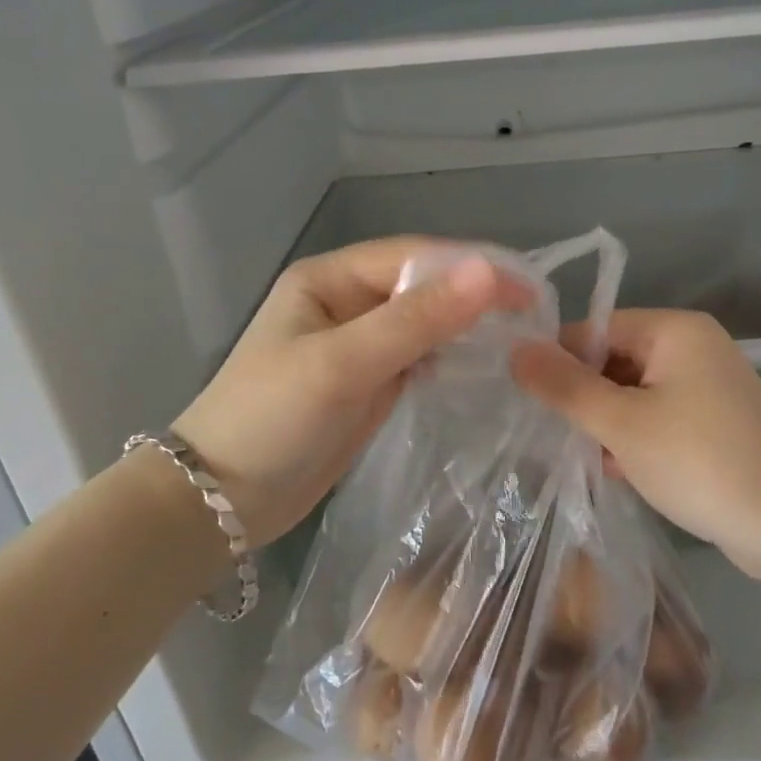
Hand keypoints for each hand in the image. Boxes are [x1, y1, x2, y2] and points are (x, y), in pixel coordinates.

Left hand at [173, 239, 528, 547]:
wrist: (221, 502)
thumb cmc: (271, 420)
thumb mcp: (342, 364)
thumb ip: (416, 320)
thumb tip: (488, 272)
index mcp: (331, 277)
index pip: (415, 257)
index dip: (473, 267)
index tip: (531, 289)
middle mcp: (348, 301)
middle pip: (425, 286)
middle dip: (477, 297)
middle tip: (538, 317)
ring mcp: (360, 344)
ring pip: (428, 322)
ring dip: (470, 328)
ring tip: (525, 340)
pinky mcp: (371, 382)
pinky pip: (422, 357)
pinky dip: (454, 359)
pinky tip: (487, 367)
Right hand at [511, 310, 760, 557]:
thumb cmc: (699, 461)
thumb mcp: (621, 423)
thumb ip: (565, 386)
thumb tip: (516, 351)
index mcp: (675, 329)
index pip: (596, 328)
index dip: (560, 361)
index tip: (530, 400)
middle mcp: (695, 346)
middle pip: (616, 359)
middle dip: (584, 397)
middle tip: (553, 435)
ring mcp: (709, 385)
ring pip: (635, 392)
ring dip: (607, 422)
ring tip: (580, 457)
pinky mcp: (716, 422)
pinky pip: (660, 416)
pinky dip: (635, 437)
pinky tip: (615, 470)